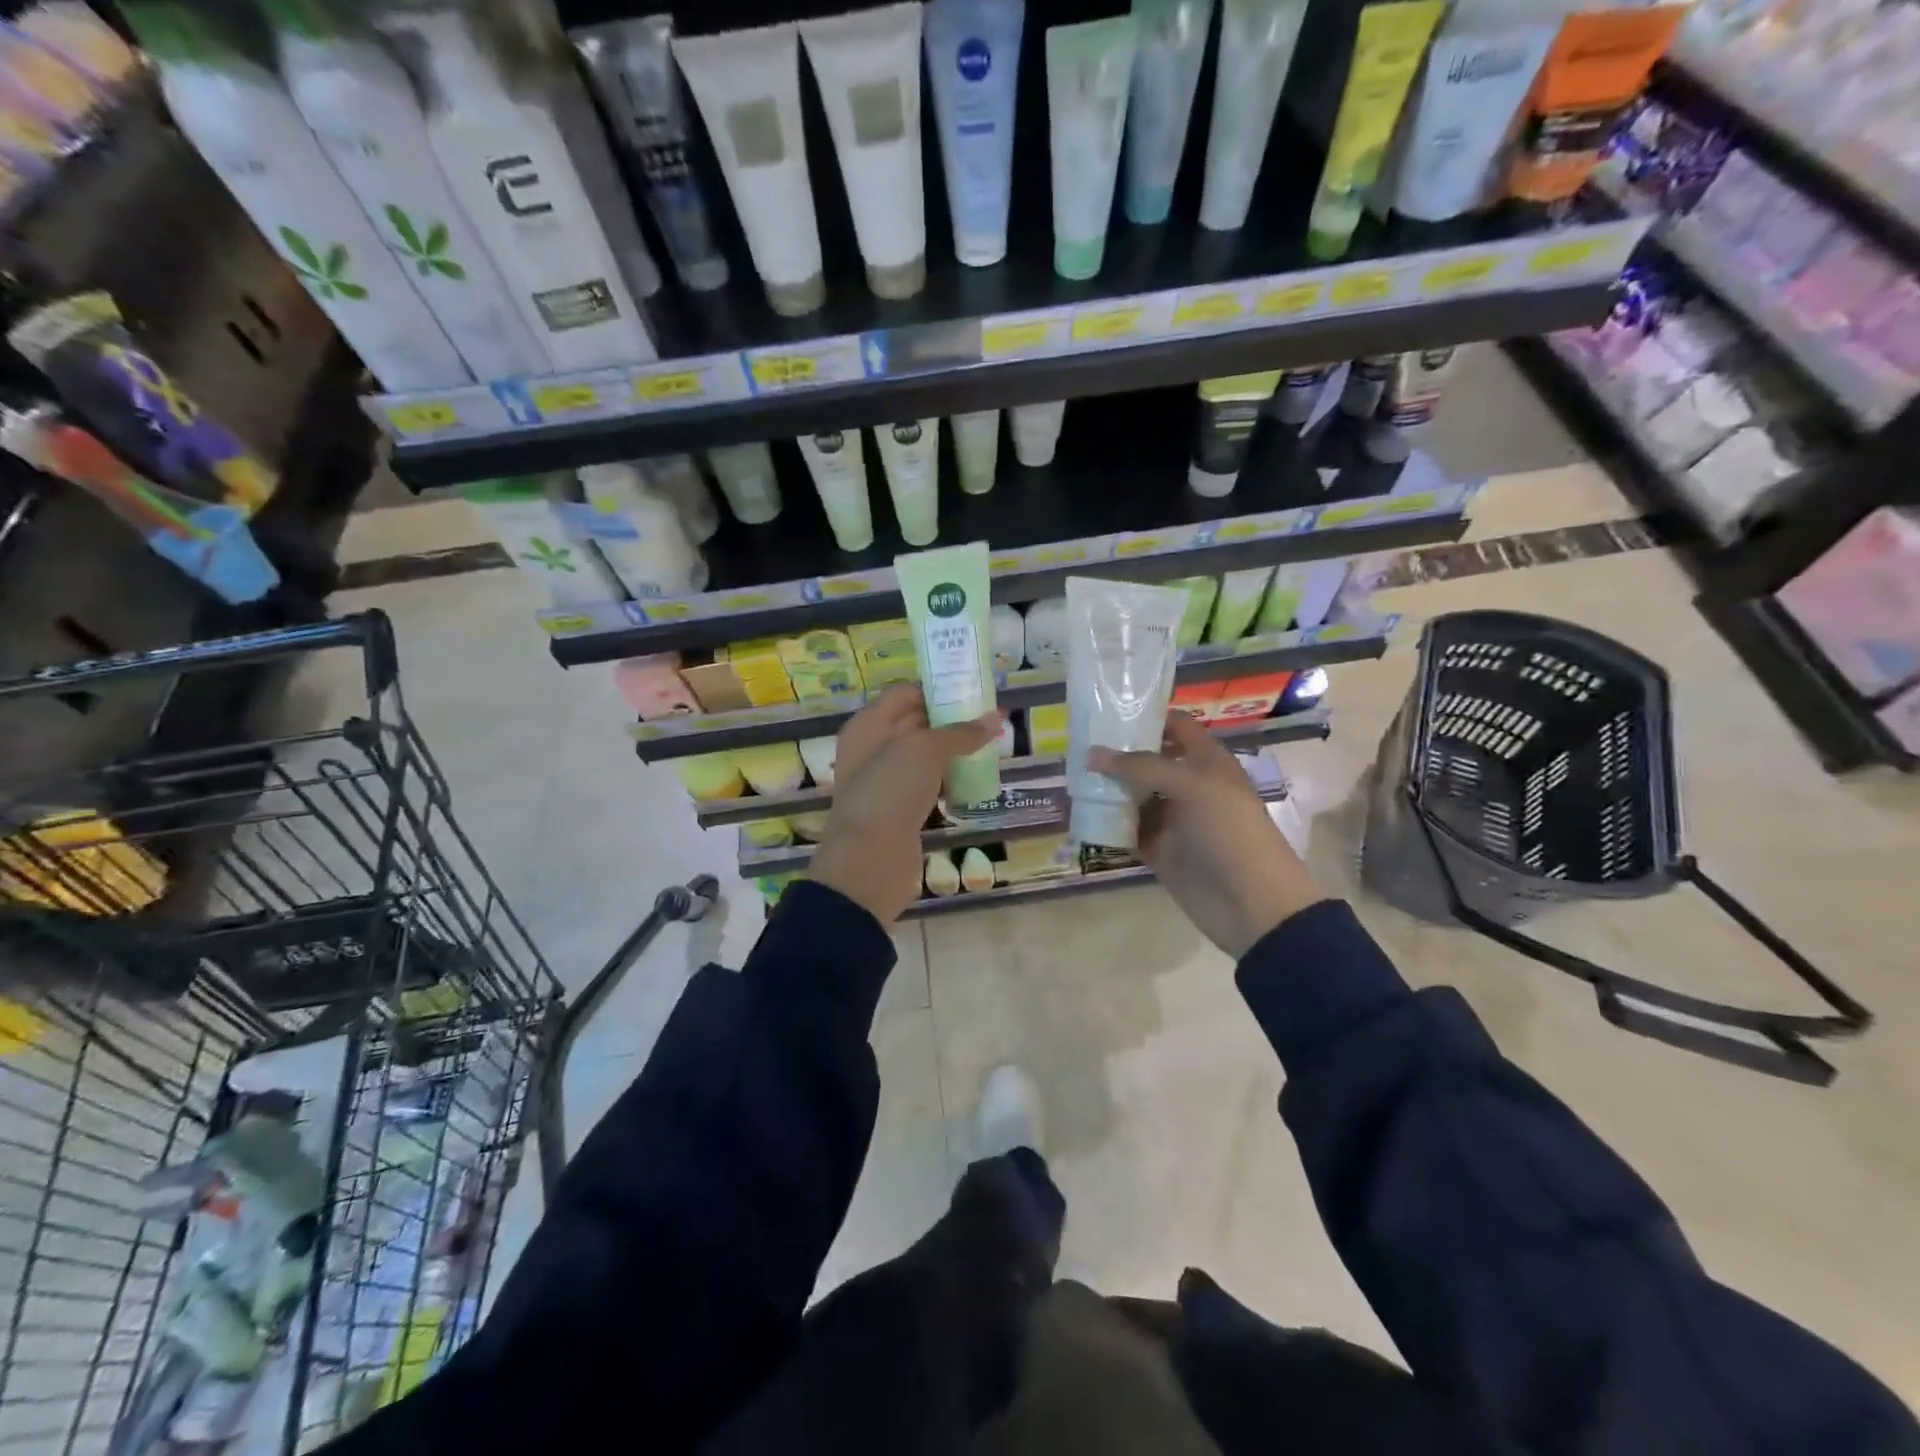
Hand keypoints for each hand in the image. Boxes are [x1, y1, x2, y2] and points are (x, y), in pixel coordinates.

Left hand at [808, 685, 995, 929]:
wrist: (869, 859)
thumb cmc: (891, 790)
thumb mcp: (926, 751)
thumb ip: (961, 733)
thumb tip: (996, 718)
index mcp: (868, 725)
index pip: (905, 693)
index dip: (937, 688)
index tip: (973, 689)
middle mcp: (872, 748)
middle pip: (915, 723)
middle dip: (950, 719)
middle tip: (990, 717)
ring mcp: (884, 781)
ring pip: (923, 757)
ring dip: (952, 751)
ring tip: (989, 745)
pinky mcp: (899, 810)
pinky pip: (927, 785)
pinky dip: (948, 780)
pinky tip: (974, 779)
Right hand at [1088, 712, 1325, 958]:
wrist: (1251, 903)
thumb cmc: (1229, 832)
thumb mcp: (1192, 786)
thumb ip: (1142, 766)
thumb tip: (1092, 754)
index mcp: (1206, 761)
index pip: (1175, 727)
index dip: (1146, 717)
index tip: (1106, 711)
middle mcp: (1187, 785)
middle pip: (1147, 760)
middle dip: (1115, 753)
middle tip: (1075, 745)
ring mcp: (1171, 818)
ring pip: (1132, 795)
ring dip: (1105, 788)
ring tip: (1069, 776)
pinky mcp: (1157, 849)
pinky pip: (1126, 830)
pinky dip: (1105, 823)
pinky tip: (1078, 813)